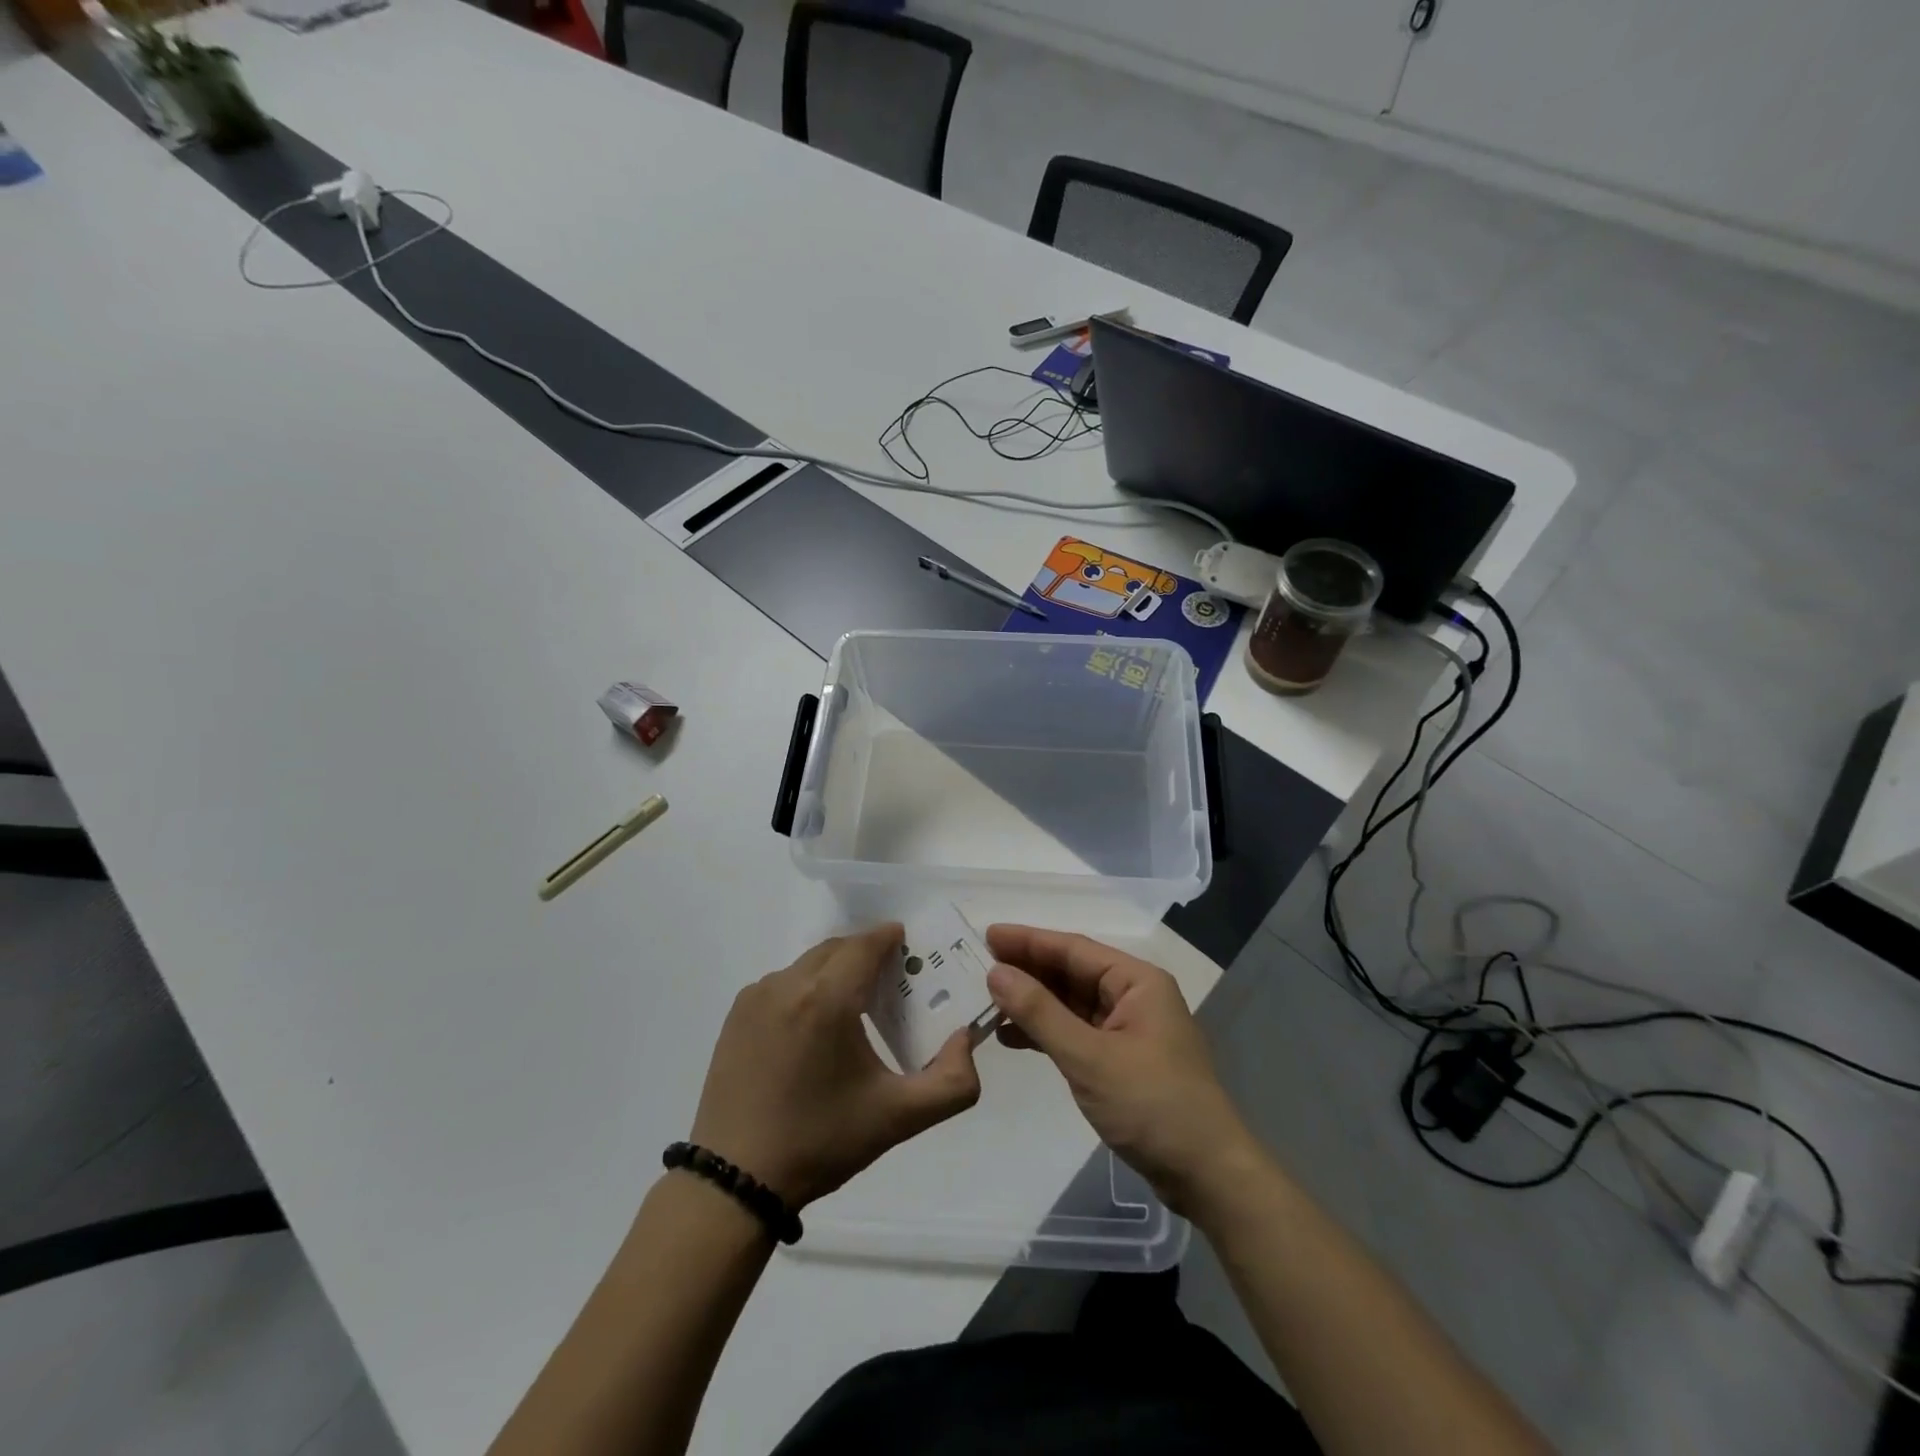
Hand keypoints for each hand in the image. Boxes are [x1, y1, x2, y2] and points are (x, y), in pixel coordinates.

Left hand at [690, 925, 979, 1209]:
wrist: (736, 1181)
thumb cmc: (821, 1142)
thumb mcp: (898, 1118)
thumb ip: (951, 1082)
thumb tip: (964, 1038)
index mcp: (828, 999)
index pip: (865, 945)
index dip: (889, 938)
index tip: (909, 945)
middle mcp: (788, 984)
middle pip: (836, 949)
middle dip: (865, 953)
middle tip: (890, 978)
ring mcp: (756, 997)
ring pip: (807, 965)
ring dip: (834, 971)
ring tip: (854, 1005)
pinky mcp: (736, 1015)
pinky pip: (782, 984)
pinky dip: (805, 989)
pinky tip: (813, 1028)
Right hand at [985, 925, 1261, 1213]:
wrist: (1207, 1176)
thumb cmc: (1152, 1106)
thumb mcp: (1089, 1057)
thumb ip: (1040, 1013)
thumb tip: (996, 973)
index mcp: (1137, 982)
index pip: (1073, 949)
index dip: (1028, 940)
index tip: (987, 934)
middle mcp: (1134, 997)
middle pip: (1071, 973)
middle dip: (1027, 970)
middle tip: (978, 965)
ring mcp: (1128, 1030)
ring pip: (1071, 1004)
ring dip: (1033, 1003)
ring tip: (987, 1002)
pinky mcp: (1122, 1061)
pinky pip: (1076, 1033)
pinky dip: (1046, 1033)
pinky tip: (1011, 1037)